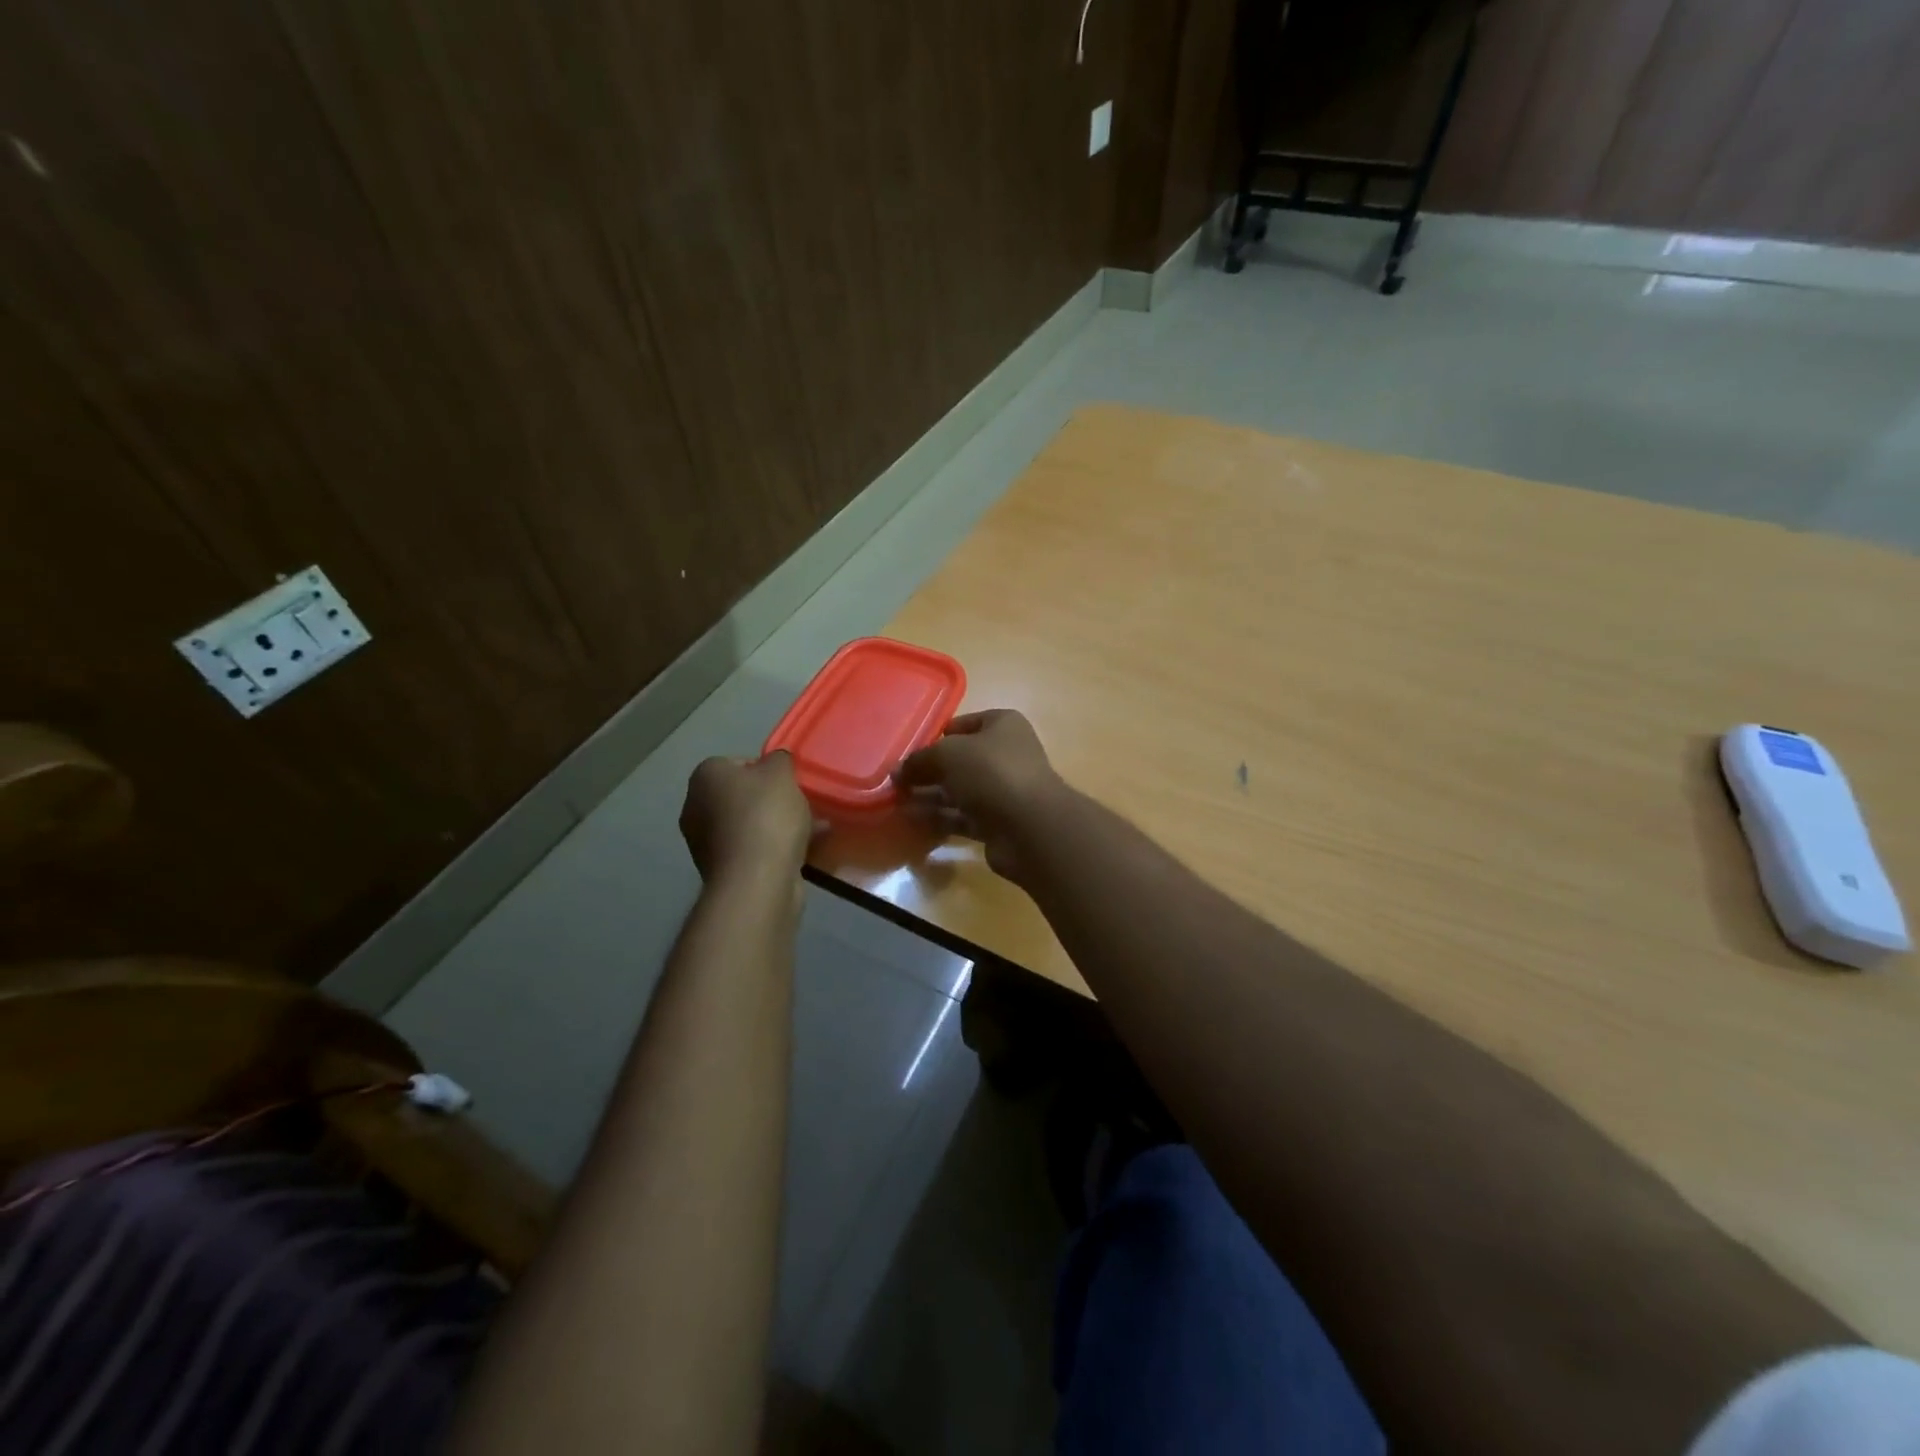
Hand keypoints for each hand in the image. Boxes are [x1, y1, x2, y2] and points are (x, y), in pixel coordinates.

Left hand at [679, 752, 815, 886]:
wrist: (756, 880)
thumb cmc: (765, 816)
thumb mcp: (781, 773)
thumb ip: (779, 760)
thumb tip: (774, 762)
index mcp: (704, 776)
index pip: (737, 763)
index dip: (767, 771)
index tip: (788, 783)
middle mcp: (695, 806)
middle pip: (742, 796)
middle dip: (771, 801)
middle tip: (799, 805)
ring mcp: (704, 842)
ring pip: (748, 824)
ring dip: (775, 826)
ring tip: (810, 830)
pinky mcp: (720, 871)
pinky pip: (752, 850)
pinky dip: (772, 849)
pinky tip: (801, 852)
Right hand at [896, 710, 1066, 882]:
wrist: (1030, 826)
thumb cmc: (991, 772)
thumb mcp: (948, 754)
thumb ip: (920, 759)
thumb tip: (897, 772)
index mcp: (1003, 726)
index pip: (965, 724)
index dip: (937, 735)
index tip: (910, 749)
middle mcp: (1007, 754)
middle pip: (960, 759)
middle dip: (929, 769)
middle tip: (896, 779)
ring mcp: (1004, 790)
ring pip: (960, 790)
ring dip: (930, 795)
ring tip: (896, 800)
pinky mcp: (998, 822)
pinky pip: (962, 816)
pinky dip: (939, 817)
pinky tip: (911, 819)